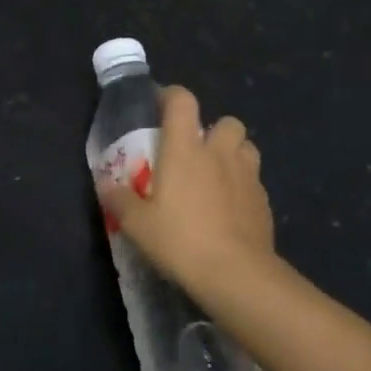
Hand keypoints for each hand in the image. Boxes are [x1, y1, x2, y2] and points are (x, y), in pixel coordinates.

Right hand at [99, 86, 276, 296]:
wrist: (236, 273)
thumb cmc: (180, 241)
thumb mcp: (138, 225)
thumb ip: (120, 200)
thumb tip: (106, 185)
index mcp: (185, 149)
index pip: (182, 101)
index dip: (172, 97)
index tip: (161, 107)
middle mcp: (220, 153)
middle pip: (226, 121)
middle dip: (213, 131)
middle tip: (196, 153)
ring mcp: (248, 175)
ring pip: (246, 147)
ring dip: (233, 154)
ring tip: (217, 176)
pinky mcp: (264, 201)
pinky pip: (254, 181)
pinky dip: (243, 186)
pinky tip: (231, 209)